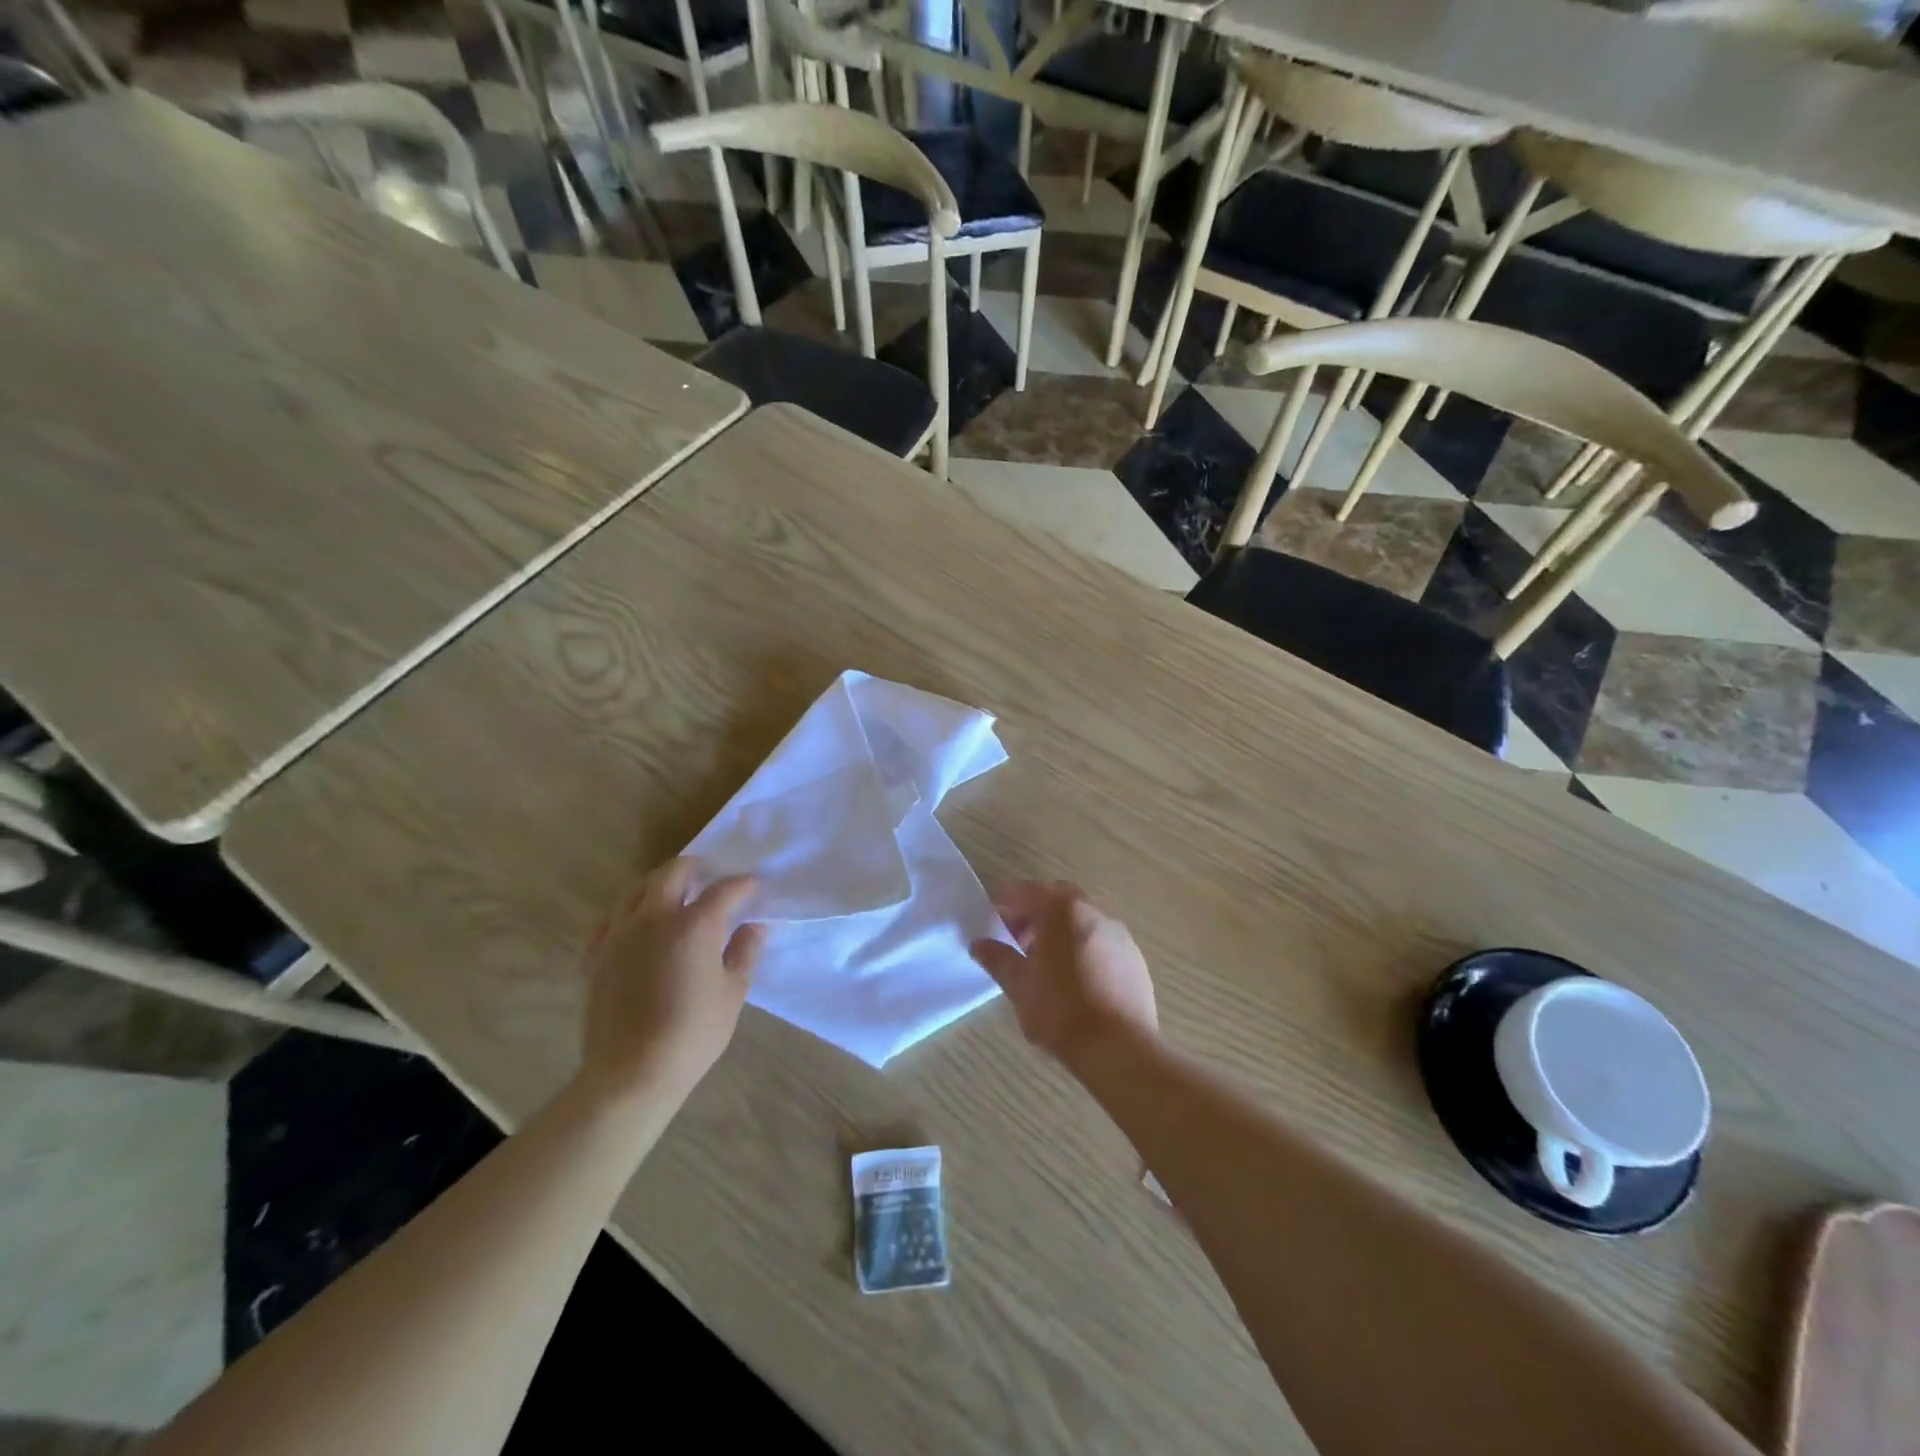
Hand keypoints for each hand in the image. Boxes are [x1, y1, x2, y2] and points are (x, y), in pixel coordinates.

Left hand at [579, 858, 766, 1102]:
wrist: (632, 1073)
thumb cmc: (693, 1033)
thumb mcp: (733, 992)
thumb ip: (745, 952)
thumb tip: (755, 927)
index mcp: (694, 924)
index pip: (724, 890)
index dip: (742, 884)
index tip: (753, 886)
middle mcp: (654, 918)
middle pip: (673, 873)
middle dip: (694, 867)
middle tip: (708, 876)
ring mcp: (619, 934)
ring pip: (635, 889)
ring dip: (658, 884)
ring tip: (672, 894)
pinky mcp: (596, 955)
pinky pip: (610, 919)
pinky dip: (627, 913)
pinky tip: (636, 925)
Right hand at [970, 881, 1157, 1067]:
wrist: (1118, 1047)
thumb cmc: (1060, 1009)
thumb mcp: (1018, 984)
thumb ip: (997, 958)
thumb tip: (979, 944)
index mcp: (1061, 909)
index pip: (1025, 891)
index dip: (1004, 901)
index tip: (990, 916)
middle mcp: (1093, 910)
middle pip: (1056, 899)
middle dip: (1034, 912)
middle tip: (1016, 938)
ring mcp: (1118, 932)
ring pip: (1081, 918)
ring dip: (1059, 928)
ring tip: (1044, 960)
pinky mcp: (1134, 956)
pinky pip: (1101, 939)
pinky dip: (1082, 945)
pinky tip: (1074, 976)